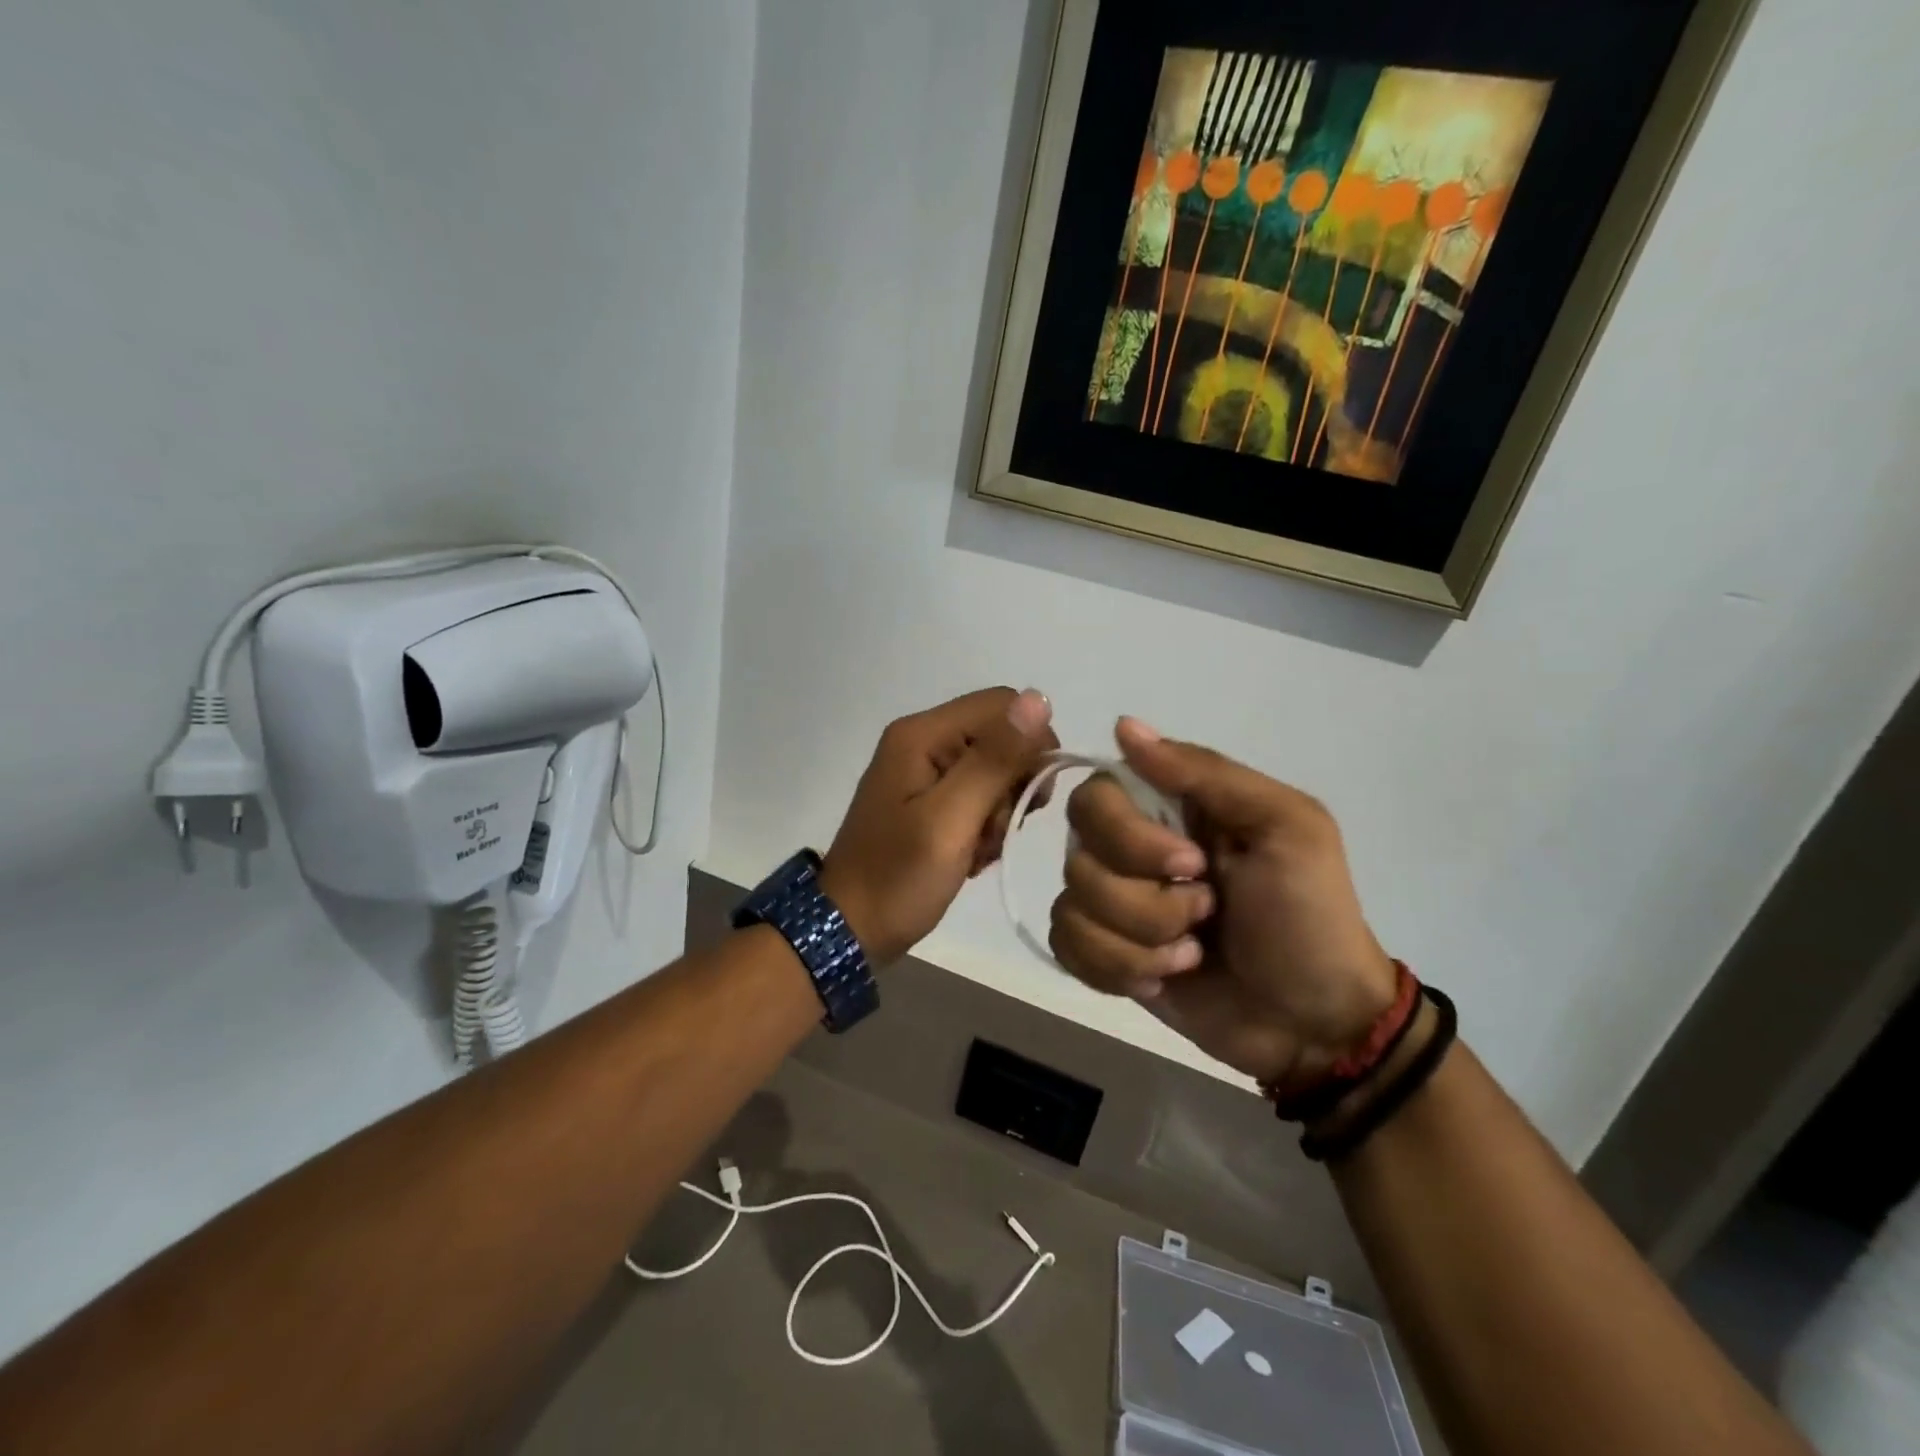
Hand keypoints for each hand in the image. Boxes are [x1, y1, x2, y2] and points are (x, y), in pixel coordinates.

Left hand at [820, 687, 1057, 963]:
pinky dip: (984, 825)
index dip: (1030, 745)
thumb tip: (1039, 699)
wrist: (849, 928)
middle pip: (1000, 737)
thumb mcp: (951, 819)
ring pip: (994, 770)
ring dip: (999, 812)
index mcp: (923, 733)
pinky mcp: (928, 797)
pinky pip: (978, 795)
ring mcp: (924, 769)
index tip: (1032, 798)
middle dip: (1013, 785)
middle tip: (995, 831)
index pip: (1004, 705)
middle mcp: (923, 740)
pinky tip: (970, 855)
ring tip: (978, 849)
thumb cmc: (898, 877)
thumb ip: (995, 760)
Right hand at [1050, 718, 1397, 1086]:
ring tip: (1193, 954)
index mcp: (1169, 808)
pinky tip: (1164, 978)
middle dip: (1142, 898)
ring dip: (1140, 939)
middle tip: (1204, 911)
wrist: (1315, 1023)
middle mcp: (1128, 848)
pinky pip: (1066, 946)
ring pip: (1072, 904)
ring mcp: (1113, 904)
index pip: (1097, 793)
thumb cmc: (1308, 915)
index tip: (1191, 864)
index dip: (1129, 834)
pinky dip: (1117, 968)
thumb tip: (1123, 725)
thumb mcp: (1285, 825)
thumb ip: (1206, 771)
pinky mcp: (1104, 955)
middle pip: (1077, 851)